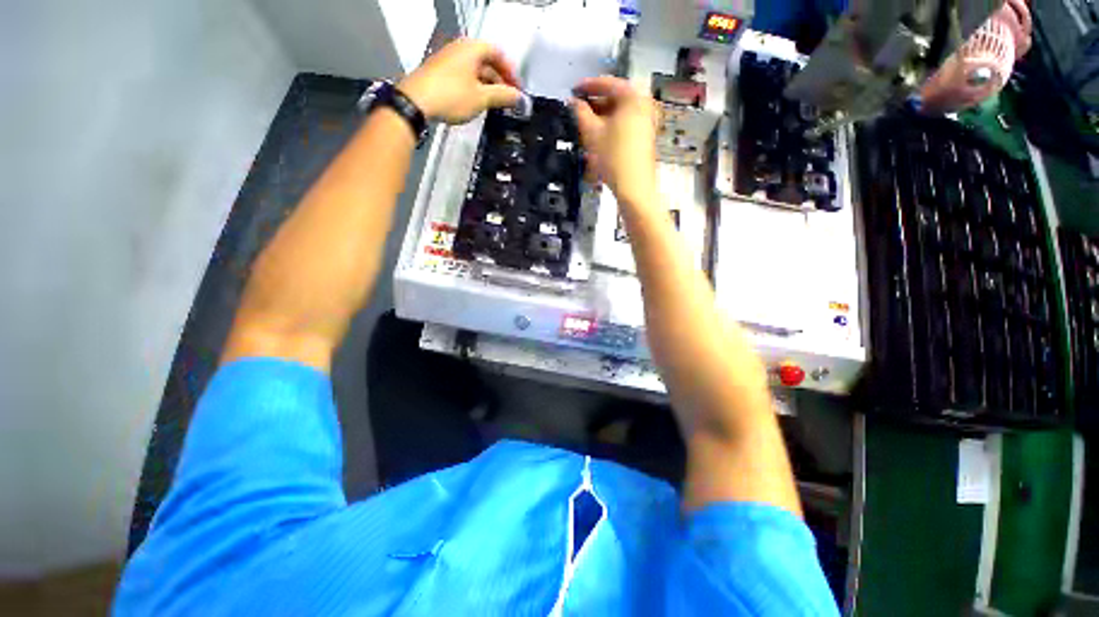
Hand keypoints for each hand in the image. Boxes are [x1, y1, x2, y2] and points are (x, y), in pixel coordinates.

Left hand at [399, 39, 522, 124]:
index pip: (499, 54)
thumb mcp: (482, 98)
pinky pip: (464, 76)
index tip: (517, 90)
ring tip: (494, 104)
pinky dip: (474, 87)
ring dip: (487, 85)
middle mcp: (460, 49)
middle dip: (500, 80)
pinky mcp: (440, 72)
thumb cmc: (450, 96)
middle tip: (507, 99)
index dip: (511, 72)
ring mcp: (448, 59)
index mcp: (472, 48)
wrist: (416, 102)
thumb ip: (503, 96)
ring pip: (475, 70)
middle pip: (487, 61)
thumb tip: (519, 97)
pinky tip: (476, 102)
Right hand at [572, 76, 658, 206]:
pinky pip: (625, 125)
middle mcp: (644, 104)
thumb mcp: (592, 133)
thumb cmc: (614, 157)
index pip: (607, 83)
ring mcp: (647, 121)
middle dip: (594, 104)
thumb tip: (573, 102)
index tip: (573, 90)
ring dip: (601, 118)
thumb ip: (580, 113)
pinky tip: (598, 138)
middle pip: (615, 98)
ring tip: (584, 127)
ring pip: (619, 113)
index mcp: (633, 97)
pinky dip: (610, 128)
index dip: (587, 86)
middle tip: (577, 111)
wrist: (634, 187)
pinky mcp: (645, 137)